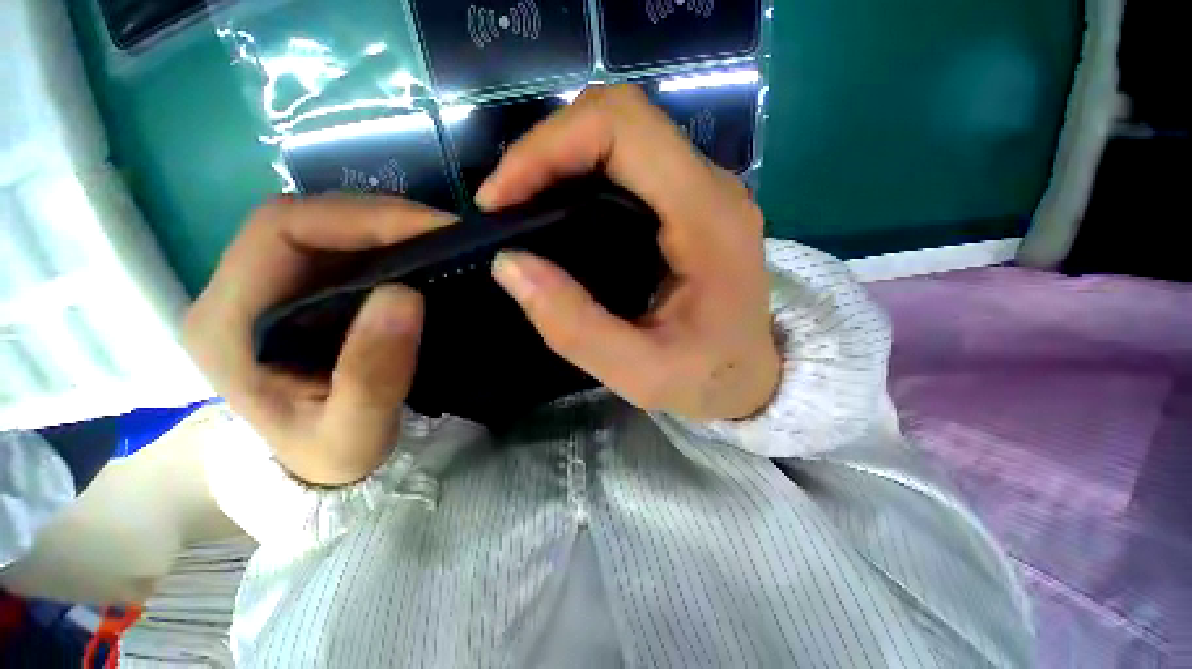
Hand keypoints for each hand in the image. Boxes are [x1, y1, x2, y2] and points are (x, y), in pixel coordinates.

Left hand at [183, 196, 453, 485]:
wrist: (326, 465)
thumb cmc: (333, 455)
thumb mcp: (354, 432)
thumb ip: (373, 374)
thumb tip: (405, 295)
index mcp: (228, 324)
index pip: (280, 230)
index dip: (358, 217)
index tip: (431, 229)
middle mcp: (236, 293)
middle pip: (302, 220)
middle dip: (379, 217)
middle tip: (445, 233)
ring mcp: (267, 290)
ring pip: (322, 228)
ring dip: (385, 227)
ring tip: (439, 241)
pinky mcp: (299, 294)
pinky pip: (340, 249)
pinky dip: (385, 243)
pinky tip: (419, 256)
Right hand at [480, 85, 780, 420]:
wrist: (752, 377)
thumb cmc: (709, 379)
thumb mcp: (641, 373)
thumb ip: (576, 327)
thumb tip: (509, 264)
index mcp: (708, 217)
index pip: (624, 128)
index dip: (548, 147)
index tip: (501, 199)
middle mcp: (710, 187)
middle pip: (620, 119)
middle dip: (547, 150)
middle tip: (505, 204)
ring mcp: (703, 191)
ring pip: (621, 136)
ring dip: (561, 160)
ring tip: (523, 207)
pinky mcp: (690, 204)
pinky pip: (629, 165)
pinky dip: (581, 176)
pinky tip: (560, 214)